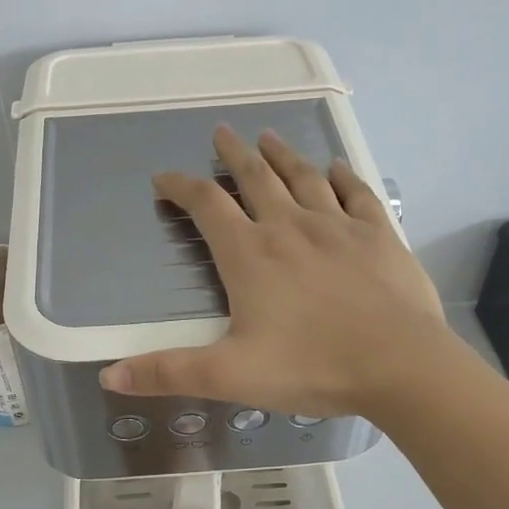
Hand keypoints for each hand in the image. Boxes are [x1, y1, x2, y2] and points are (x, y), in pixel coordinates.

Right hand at [98, 126, 449, 417]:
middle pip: (256, 179)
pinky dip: (343, 176)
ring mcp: (338, 227)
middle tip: (221, 132)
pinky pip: (356, 194)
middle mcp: (289, 227)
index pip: (206, 207)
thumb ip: (168, 372)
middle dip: (234, 155)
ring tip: (268, 136)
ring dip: (283, 155)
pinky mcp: (378, 235)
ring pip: (304, 178)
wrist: (399, 365)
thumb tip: (109, 376)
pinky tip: (337, 167)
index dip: (181, 188)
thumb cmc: (311, 367)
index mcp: (250, 255)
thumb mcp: (229, 375)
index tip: (164, 177)